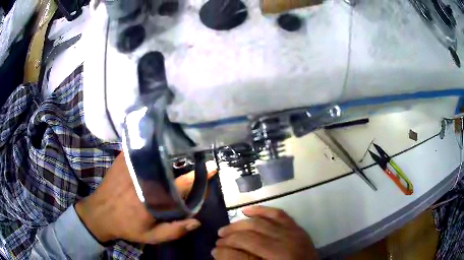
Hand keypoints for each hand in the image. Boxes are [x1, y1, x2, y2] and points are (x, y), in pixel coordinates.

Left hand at [75, 153, 215, 243]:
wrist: (100, 213)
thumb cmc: (126, 226)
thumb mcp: (150, 237)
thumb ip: (173, 231)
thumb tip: (196, 221)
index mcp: (153, 199)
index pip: (181, 185)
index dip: (199, 177)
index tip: (213, 168)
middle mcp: (144, 179)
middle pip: (171, 166)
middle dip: (186, 160)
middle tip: (197, 157)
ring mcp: (131, 166)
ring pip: (156, 154)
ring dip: (170, 152)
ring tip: (182, 148)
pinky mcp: (123, 159)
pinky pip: (141, 148)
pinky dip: (152, 145)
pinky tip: (159, 144)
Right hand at [213, 206, 317, 259]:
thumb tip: (220, 253)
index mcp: (277, 257)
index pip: (244, 247)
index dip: (226, 248)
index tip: (214, 250)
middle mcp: (285, 243)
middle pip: (250, 233)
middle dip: (230, 236)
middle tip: (218, 240)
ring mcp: (292, 232)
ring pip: (260, 222)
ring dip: (240, 224)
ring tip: (227, 229)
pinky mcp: (296, 227)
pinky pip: (278, 214)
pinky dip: (262, 210)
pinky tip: (248, 210)